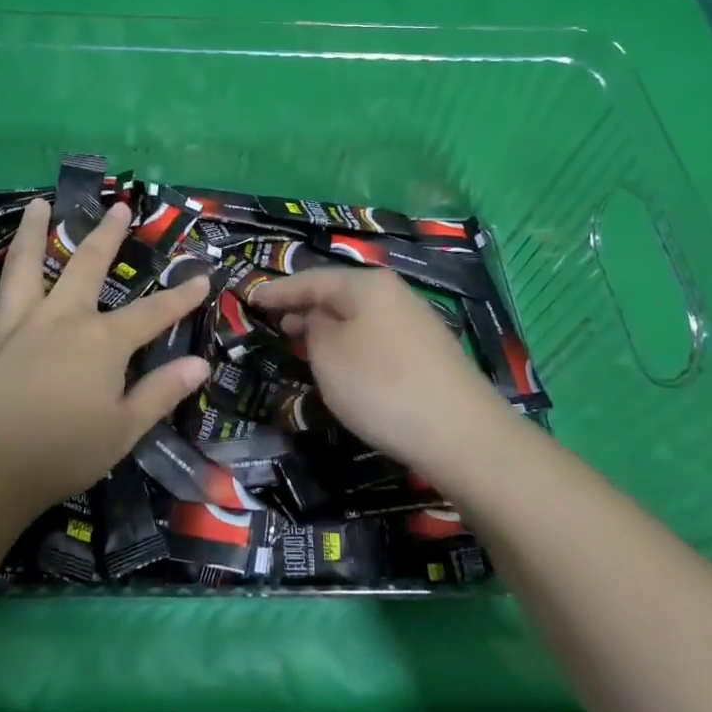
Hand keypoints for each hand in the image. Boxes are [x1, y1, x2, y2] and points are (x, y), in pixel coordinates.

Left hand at [0, 198, 211, 516]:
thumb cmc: (59, 454)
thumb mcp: (123, 431)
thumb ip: (161, 393)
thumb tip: (200, 365)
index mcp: (100, 340)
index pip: (152, 313)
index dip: (181, 297)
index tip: (202, 278)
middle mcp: (58, 316)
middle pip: (87, 265)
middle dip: (107, 235)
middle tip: (118, 207)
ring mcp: (11, 322)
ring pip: (22, 265)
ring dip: (32, 231)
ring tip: (39, 204)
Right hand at [249, 266, 508, 479]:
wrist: (460, 433)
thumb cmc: (381, 386)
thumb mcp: (328, 355)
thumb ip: (313, 327)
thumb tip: (320, 319)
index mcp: (366, 284)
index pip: (310, 279)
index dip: (278, 290)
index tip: (250, 299)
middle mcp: (393, 293)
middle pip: (337, 293)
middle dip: (303, 306)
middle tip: (273, 322)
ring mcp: (414, 321)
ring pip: (357, 315)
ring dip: (327, 326)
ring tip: (301, 341)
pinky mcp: (426, 351)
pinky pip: (374, 335)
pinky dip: (350, 343)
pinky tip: (342, 363)